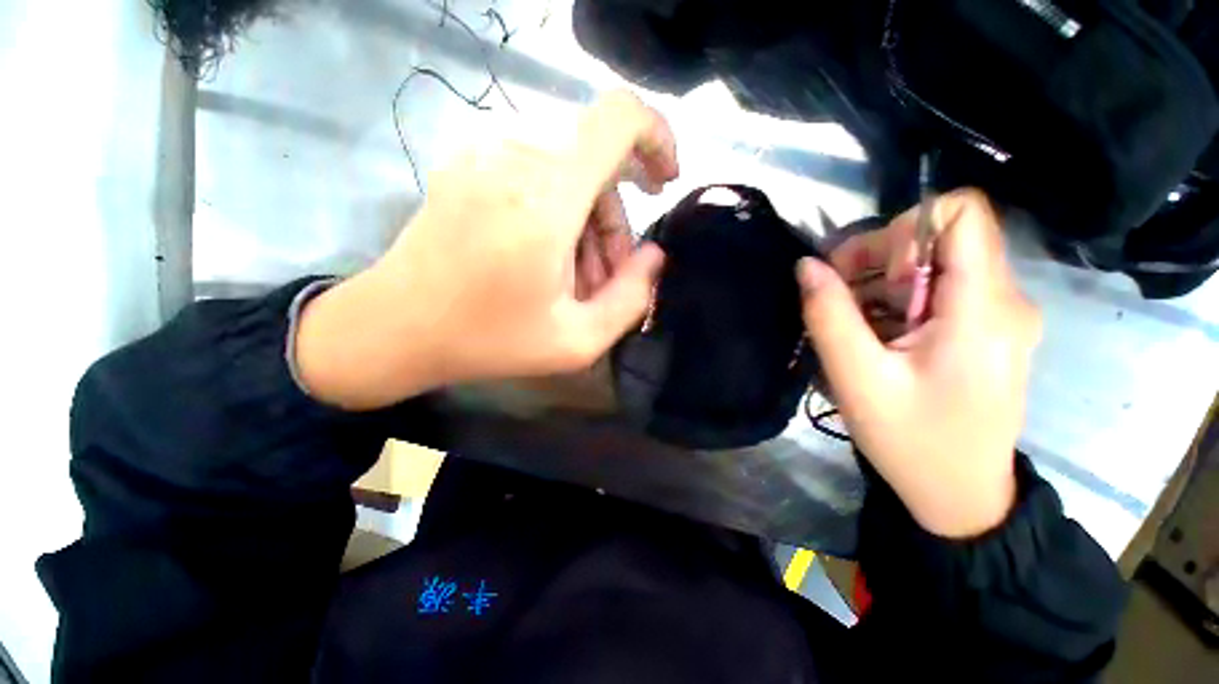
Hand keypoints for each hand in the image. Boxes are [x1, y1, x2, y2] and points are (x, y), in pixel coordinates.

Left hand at [296, 91, 677, 409]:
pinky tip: (545, 257)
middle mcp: (516, 158)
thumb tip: (653, 256)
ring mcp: (485, 156)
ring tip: (575, 279)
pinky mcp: (468, 166)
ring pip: (568, 172)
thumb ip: (632, 297)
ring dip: (586, 223)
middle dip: (615, 220)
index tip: (663, 181)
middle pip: (597, 163)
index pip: (618, 117)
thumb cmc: (488, 340)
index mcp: (546, 197)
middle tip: (607, 277)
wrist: (394, 328)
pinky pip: (535, 174)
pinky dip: (556, 211)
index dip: (656, 136)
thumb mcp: (577, 340)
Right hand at [797, 190, 1041, 537]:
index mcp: (983, 308)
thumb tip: (808, 265)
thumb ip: (829, 316)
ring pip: (937, 264)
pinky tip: (876, 338)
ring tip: (853, 327)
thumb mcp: (857, 379)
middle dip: (880, 259)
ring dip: (882, 284)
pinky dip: (897, 302)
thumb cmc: (912, 441)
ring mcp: (1000, 315)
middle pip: (942, 237)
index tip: (871, 273)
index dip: (905, 229)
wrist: (961, 496)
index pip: (962, 211)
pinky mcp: (988, 330)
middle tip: (838, 298)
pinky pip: (939, 291)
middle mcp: (1004, 299)